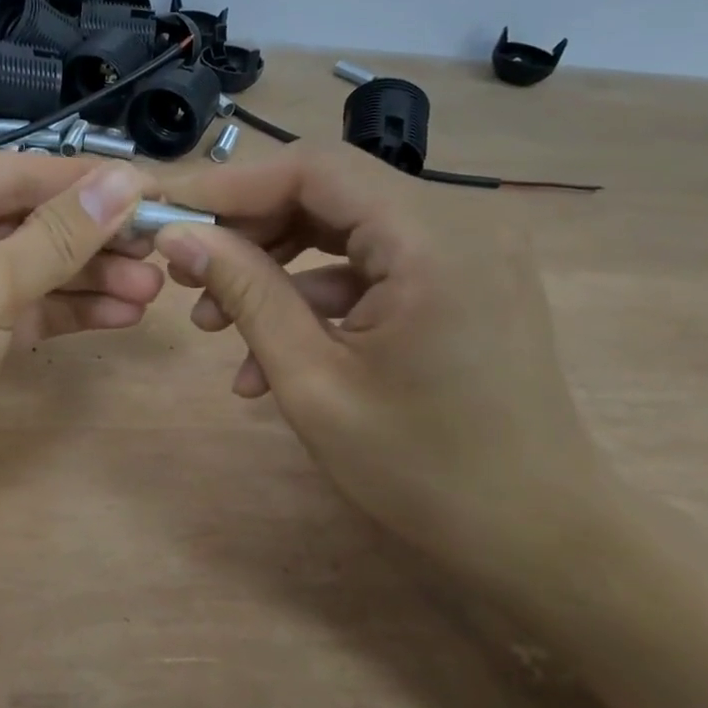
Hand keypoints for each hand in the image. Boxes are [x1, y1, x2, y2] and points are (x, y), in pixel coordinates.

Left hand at [0, 153, 158, 540]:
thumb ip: (57, 237)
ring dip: (88, 280)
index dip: (89, 183)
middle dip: (93, 240)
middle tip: (162, 252)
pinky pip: (21, 312)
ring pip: (30, 271)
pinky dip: (65, 313)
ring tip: (154, 289)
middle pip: (28, 223)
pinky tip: (119, 315)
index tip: (154, 193)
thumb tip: (124, 182)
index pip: (20, 174)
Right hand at [152, 144, 603, 596]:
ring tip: (212, 321)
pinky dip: (316, 295)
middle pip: (326, 191)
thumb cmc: (425, 472)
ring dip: (274, 266)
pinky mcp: (461, 276)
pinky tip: (269, 354)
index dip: (229, 186)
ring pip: (342, 225)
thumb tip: (177, 236)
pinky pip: (371, 263)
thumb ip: (244, 293)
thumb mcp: (313, 382)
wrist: (542, 539)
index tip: (166, 213)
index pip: (313, 169)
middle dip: (247, 230)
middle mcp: (461, 219)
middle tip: (184, 273)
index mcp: (433, 237)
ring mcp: (466, 247)